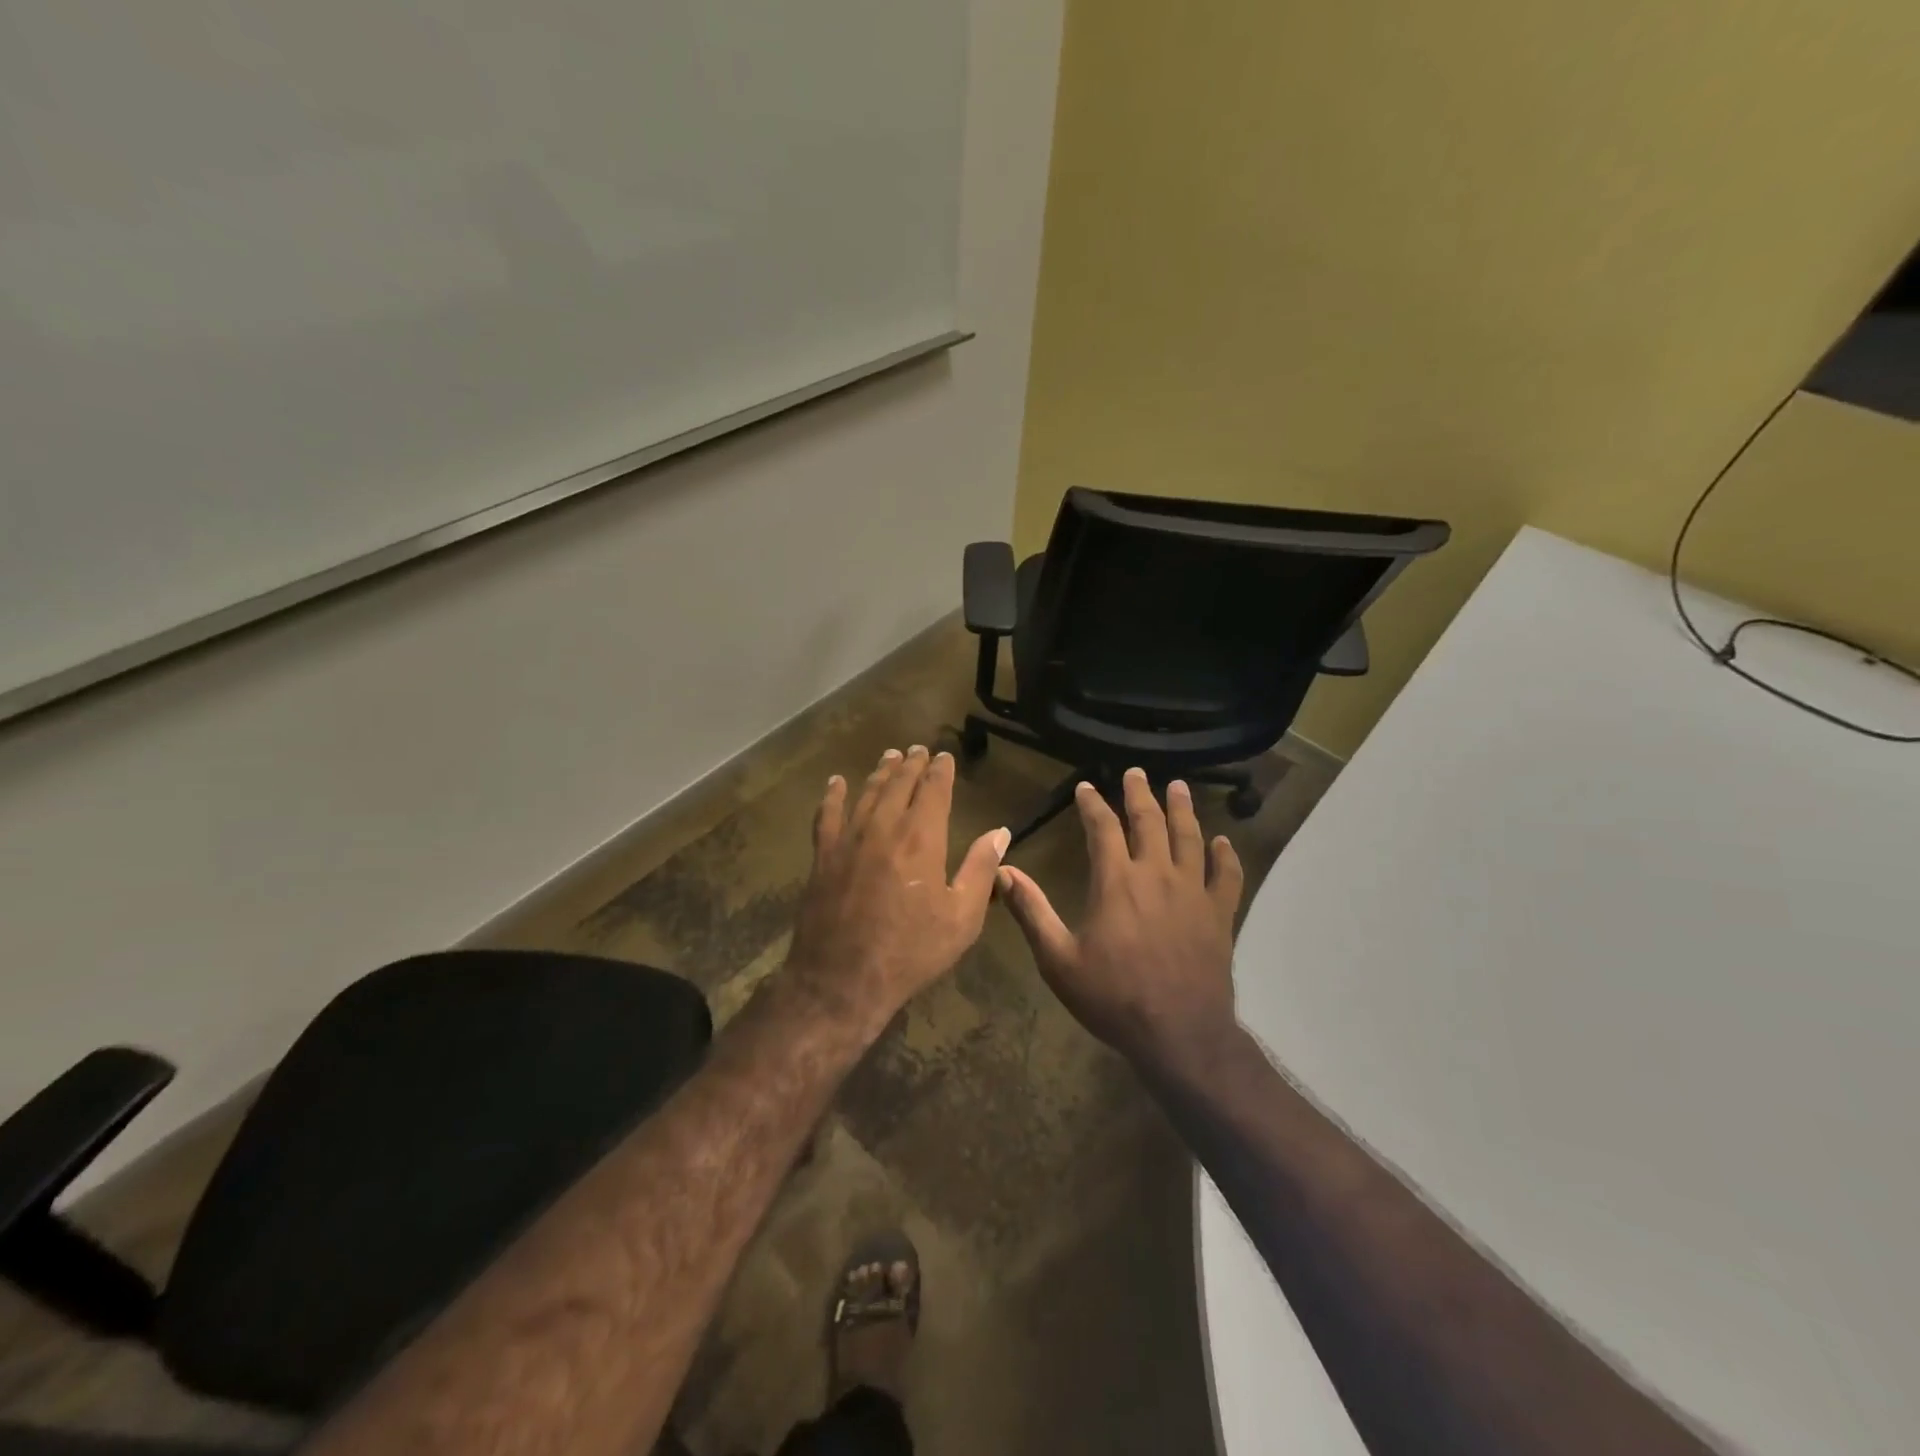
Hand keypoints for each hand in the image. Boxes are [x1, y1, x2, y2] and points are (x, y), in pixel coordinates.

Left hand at [785, 746, 1010, 1034]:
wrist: (842, 979)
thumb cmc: (911, 951)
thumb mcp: (961, 918)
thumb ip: (981, 870)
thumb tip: (1000, 833)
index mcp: (921, 837)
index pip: (934, 789)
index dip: (941, 770)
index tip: (945, 756)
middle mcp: (884, 826)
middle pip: (899, 784)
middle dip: (912, 764)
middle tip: (918, 750)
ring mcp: (848, 838)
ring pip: (867, 792)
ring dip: (881, 772)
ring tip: (890, 757)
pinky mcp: (823, 855)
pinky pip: (827, 814)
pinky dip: (833, 795)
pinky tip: (836, 782)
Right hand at [997, 768, 1243, 1072]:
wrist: (1179, 1034)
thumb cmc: (1113, 997)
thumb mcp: (1058, 959)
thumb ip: (1031, 911)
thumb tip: (1004, 871)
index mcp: (1116, 882)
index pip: (1102, 828)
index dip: (1093, 804)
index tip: (1086, 787)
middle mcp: (1156, 875)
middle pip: (1149, 822)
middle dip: (1140, 794)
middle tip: (1137, 772)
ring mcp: (1193, 892)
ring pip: (1190, 838)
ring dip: (1183, 809)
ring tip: (1179, 787)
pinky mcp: (1219, 914)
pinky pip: (1226, 876)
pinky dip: (1225, 855)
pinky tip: (1223, 841)